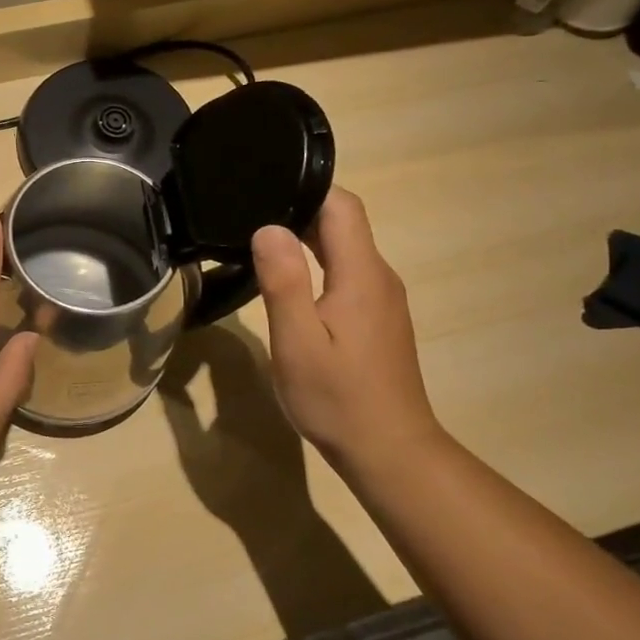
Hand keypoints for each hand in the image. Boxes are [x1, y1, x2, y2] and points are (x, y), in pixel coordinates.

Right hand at [251, 187, 447, 476]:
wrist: (390, 450)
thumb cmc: (338, 397)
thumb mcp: (297, 341)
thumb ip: (283, 281)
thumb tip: (268, 227)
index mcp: (361, 274)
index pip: (342, 206)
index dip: (306, 189)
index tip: (263, 190)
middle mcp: (379, 277)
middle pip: (345, 224)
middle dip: (301, 212)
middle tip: (249, 218)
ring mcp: (384, 299)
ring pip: (348, 250)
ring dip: (309, 240)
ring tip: (262, 246)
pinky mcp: (380, 319)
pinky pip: (350, 274)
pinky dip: (321, 266)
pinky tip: (292, 285)